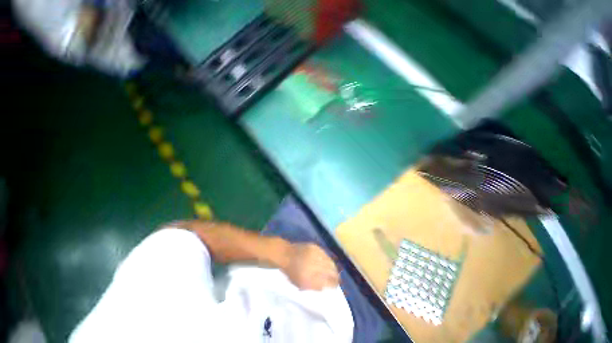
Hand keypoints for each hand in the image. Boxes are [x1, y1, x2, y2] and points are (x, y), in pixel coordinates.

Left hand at [282, 243, 339, 290]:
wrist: (286, 254)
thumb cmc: (292, 272)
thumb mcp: (301, 284)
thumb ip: (315, 286)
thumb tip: (326, 286)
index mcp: (312, 278)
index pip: (329, 281)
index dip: (334, 284)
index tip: (336, 285)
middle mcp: (315, 265)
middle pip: (332, 271)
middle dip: (336, 275)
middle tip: (337, 278)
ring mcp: (316, 255)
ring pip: (330, 261)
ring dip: (333, 267)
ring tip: (333, 270)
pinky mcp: (315, 247)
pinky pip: (325, 254)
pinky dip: (327, 258)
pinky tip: (327, 261)